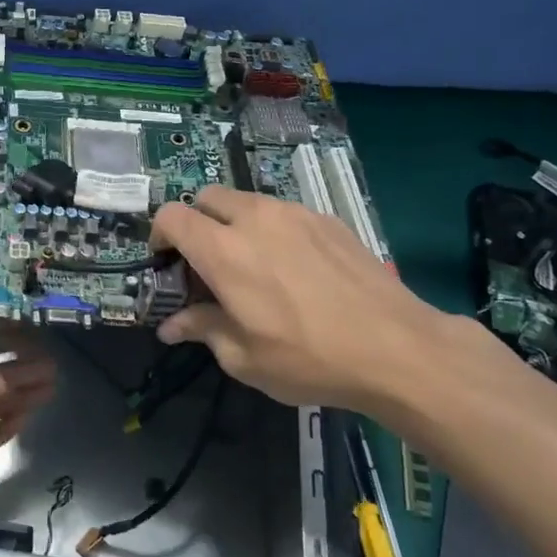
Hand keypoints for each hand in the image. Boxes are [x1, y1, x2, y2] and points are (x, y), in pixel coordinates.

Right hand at [151, 186, 455, 414]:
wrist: (397, 348)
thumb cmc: (309, 359)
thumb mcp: (243, 357)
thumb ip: (202, 330)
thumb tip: (171, 326)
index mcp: (224, 251)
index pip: (171, 216)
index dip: (159, 236)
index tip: (168, 264)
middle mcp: (255, 219)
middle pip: (206, 197)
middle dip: (196, 222)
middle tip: (207, 262)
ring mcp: (295, 214)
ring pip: (247, 201)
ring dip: (235, 223)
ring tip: (253, 264)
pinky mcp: (327, 219)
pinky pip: (284, 212)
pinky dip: (272, 230)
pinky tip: (295, 268)